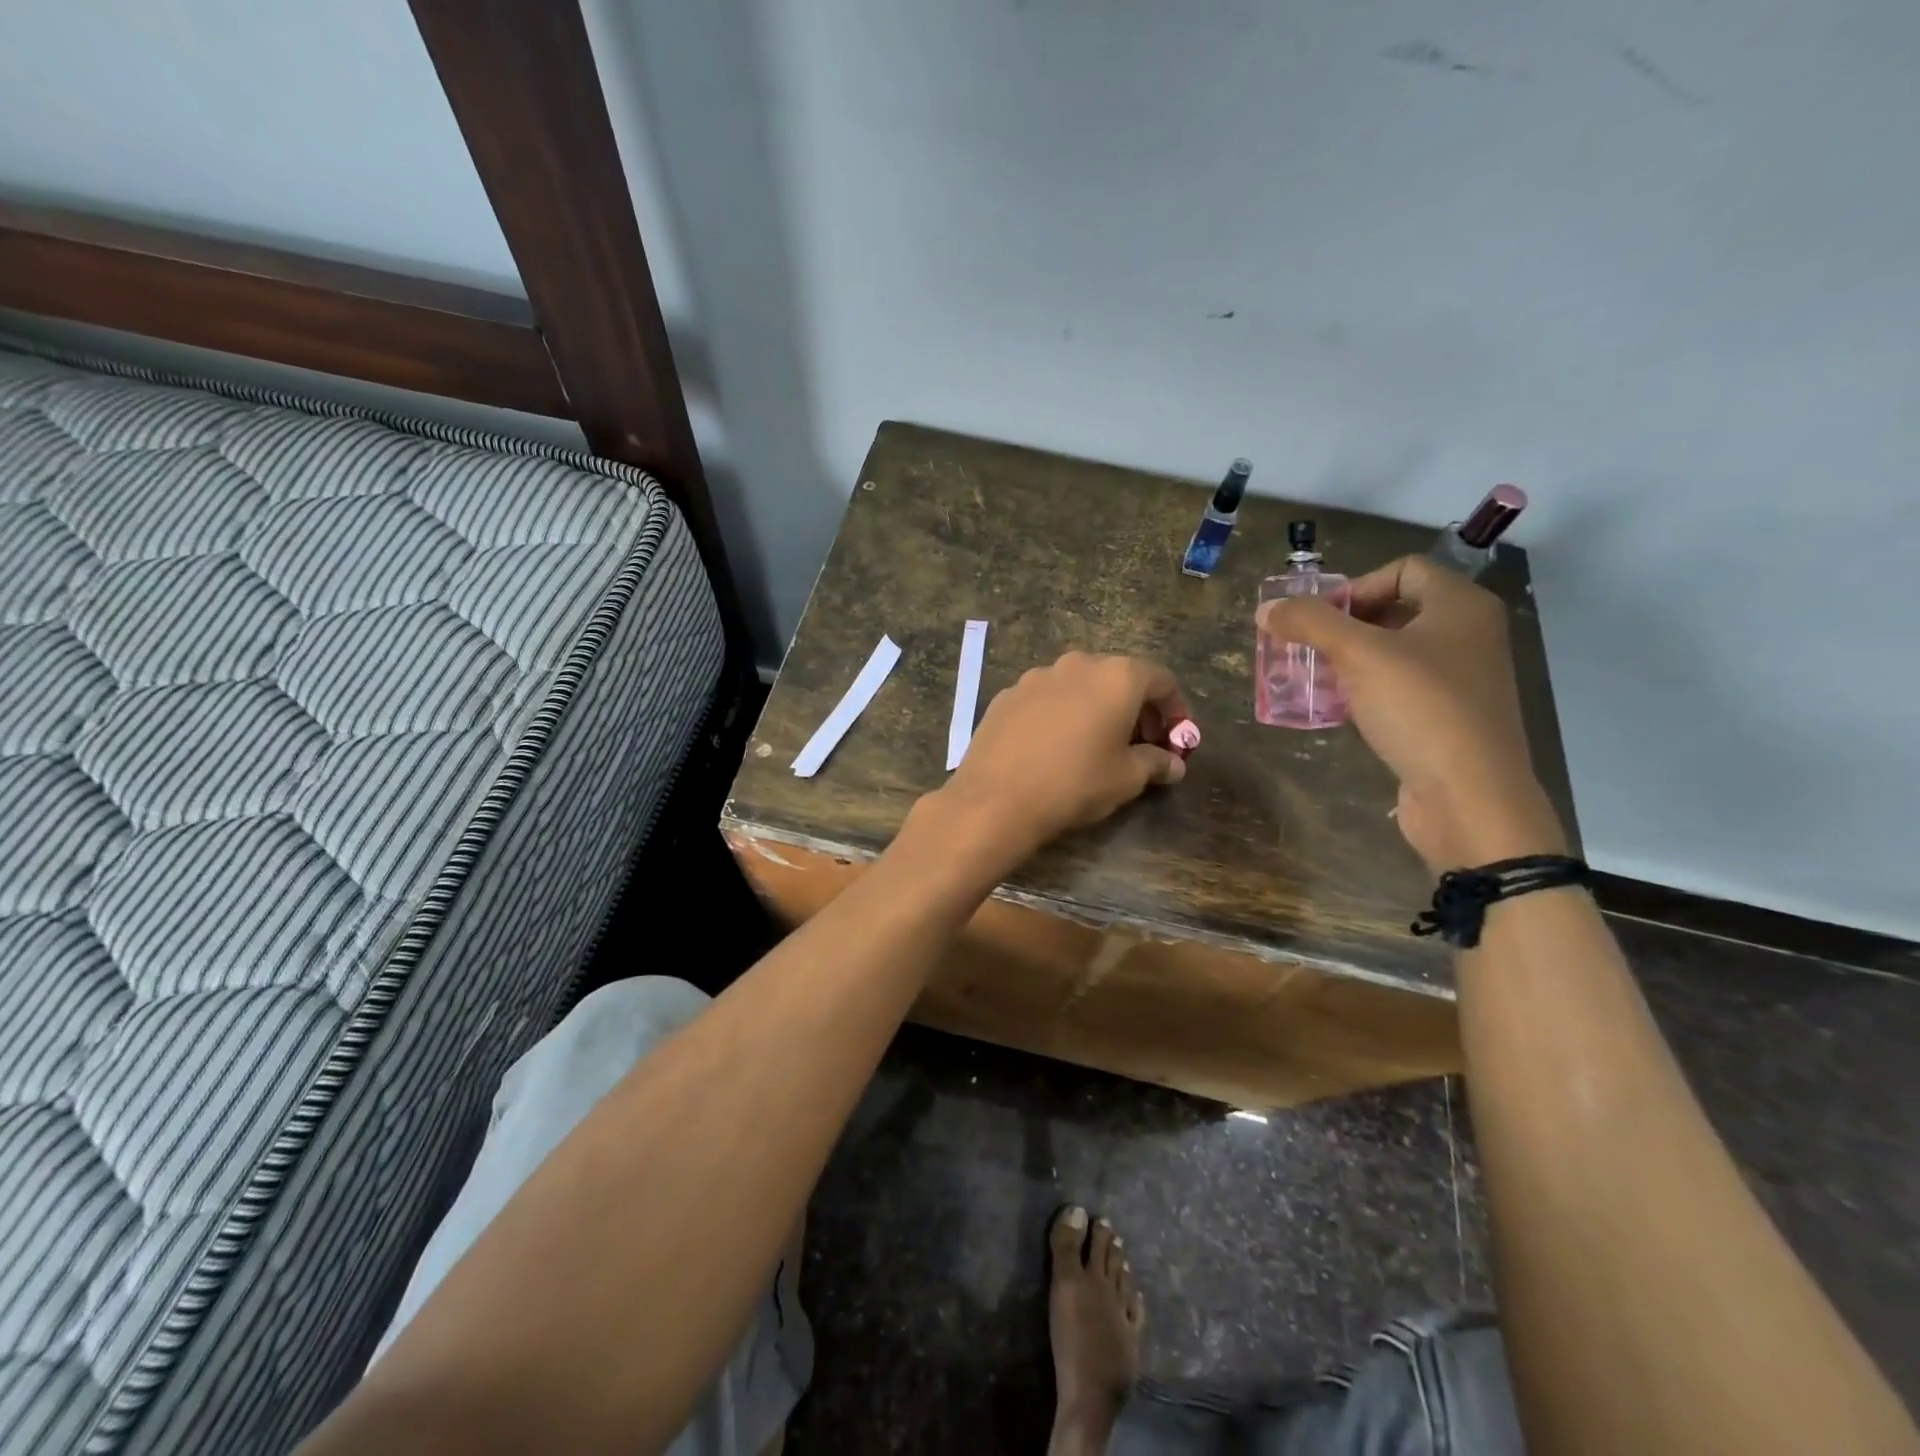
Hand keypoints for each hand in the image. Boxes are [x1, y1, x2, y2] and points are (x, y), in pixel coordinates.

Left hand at [931, 651, 1190, 861]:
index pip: (1161, 680)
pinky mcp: (1008, 694)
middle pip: (1120, 677)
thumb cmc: (1075, 784)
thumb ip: (1156, 763)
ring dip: (1097, 708)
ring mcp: (1037, 676)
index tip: (1175, 738)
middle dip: (1137, 708)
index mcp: (1117, 676)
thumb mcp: (1127, 778)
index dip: (1175, 709)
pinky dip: (1062, 714)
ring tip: (1097, 745)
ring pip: (1080, 685)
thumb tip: (1173, 764)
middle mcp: (1078, 664)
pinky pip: (1047, 698)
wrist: (996, 798)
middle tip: (1141, 745)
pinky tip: (1055, 746)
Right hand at [1258, 555, 1565, 870]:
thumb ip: (1310, 624)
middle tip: (1305, 649)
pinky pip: (1397, 689)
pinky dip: (1363, 691)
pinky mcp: (1445, 717)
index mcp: (1460, 606)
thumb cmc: (1421, 710)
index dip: (1355, 587)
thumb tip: (1265, 608)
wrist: (1469, 797)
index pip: (1402, 570)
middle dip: (1342, 627)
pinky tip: (1334, 710)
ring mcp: (1459, 679)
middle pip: (1394, 610)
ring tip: (1309, 679)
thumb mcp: (1359, 656)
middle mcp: (1466, 635)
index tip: (1318, 620)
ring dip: (1346, 661)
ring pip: (1392, 653)